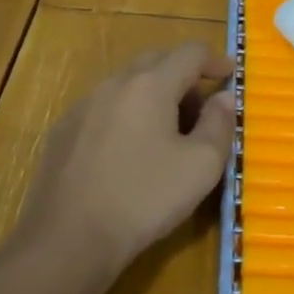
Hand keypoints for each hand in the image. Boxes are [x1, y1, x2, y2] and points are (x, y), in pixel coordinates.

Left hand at [21, 42, 235, 275]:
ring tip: (167, 130)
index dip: (215, 60)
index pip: (190, 53)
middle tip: (202, 106)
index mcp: (151, 84)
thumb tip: (223, 97)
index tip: (230, 75)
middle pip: (156, 60)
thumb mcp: (200, 166)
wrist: (66, 240)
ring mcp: (84, 105)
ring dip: (154, 94)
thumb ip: (219, 124)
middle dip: (184, 75)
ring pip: (128, 83)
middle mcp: (115, 83)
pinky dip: (127, 113)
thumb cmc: (143, 198)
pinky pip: (105, 106)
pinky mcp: (63, 130)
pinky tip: (129, 149)